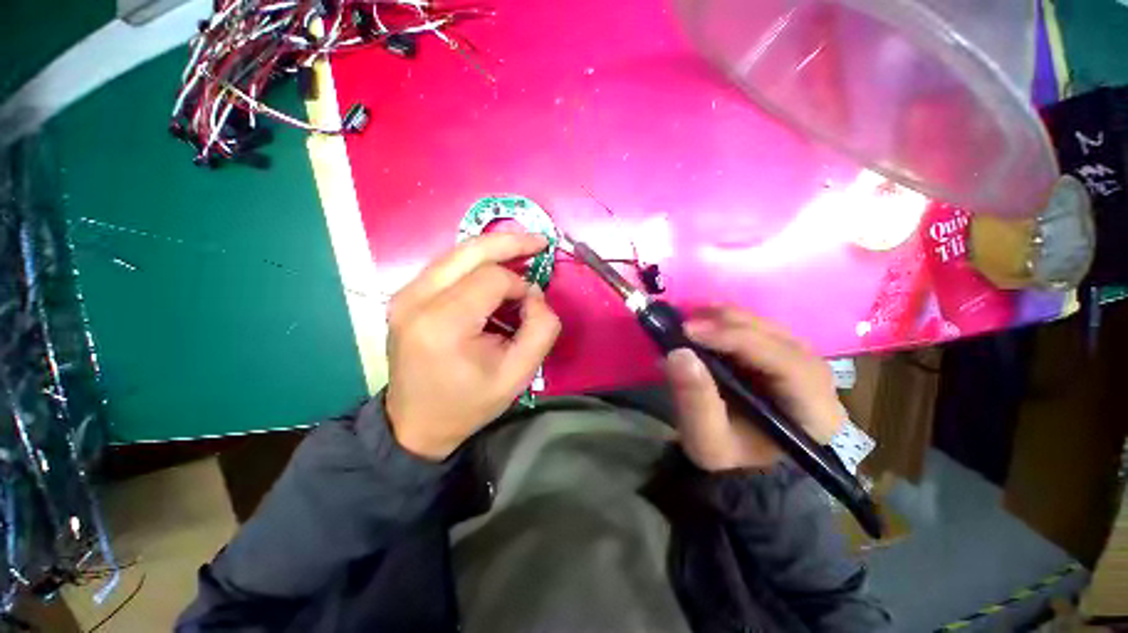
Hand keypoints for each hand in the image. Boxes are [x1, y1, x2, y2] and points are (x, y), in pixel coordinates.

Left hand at [385, 233, 561, 460]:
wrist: (416, 424)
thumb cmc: (469, 403)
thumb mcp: (518, 375)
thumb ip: (541, 330)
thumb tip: (534, 294)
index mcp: (443, 323)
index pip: (492, 279)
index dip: (520, 285)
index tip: (531, 306)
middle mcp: (416, 299)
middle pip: (470, 251)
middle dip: (510, 243)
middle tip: (540, 241)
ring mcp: (404, 295)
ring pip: (456, 253)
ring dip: (493, 250)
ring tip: (522, 251)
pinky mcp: (404, 296)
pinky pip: (446, 266)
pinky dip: (475, 262)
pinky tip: (494, 268)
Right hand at [664, 306, 844, 470]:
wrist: (743, 465)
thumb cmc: (731, 460)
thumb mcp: (707, 440)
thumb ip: (694, 399)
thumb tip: (678, 353)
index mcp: (814, 413)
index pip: (785, 362)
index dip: (736, 340)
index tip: (690, 332)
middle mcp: (818, 381)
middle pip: (779, 339)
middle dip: (730, 324)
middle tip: (686, 323)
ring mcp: (802, 365)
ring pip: (770, 329)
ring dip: (728, 319)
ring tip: (691, 318)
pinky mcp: (783, 357)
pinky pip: (760, 331)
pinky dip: (729, 323)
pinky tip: (705, 321)